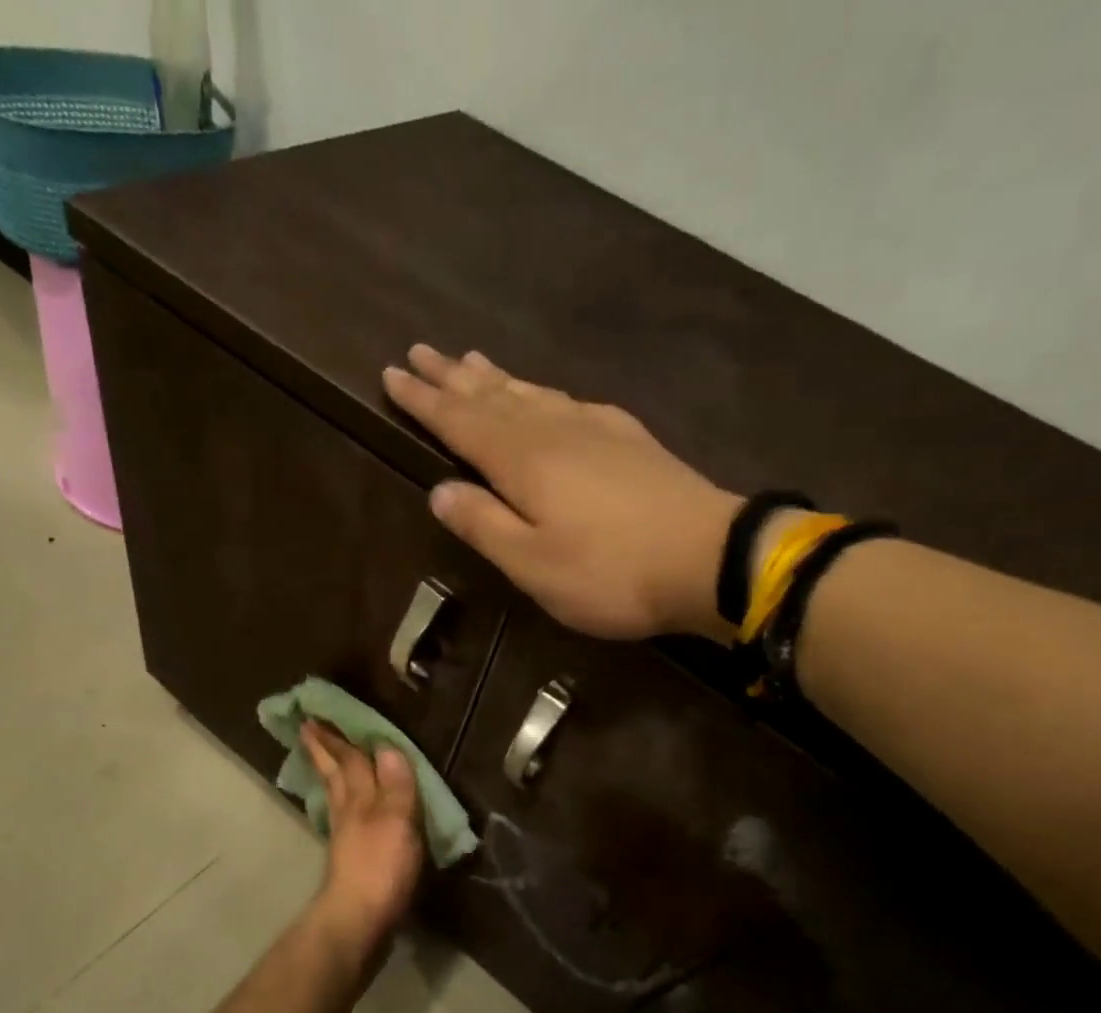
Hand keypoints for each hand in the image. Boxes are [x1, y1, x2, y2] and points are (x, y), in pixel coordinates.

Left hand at [300, 722, 424, 966]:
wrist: (357, 921)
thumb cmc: (381, 869)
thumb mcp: (397, 822)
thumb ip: (395, 785)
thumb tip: (387, 745)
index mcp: (361, 799)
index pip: (350, 760)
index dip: (337, 738)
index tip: (316, 716)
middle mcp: (348, 812)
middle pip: (336, 774)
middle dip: (324, 751)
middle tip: (307, 729)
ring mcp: (346, 837)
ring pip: (336, 795)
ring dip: (330, 773)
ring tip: (323, 760)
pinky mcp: (349, 860)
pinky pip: (343, 818)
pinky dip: (342, 803)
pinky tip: (344, 809)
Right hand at [383, 345, 740, 641]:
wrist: (708, 558)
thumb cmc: (610, 572)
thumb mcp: (533, 564)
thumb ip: (484, 525)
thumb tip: (440, 492)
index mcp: (523, 460)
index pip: (460, 421)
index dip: (424, 400)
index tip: (392, 374)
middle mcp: (554, 430)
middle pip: (493, 396)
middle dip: (453, 376)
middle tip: (421, 352)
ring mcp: (596, 429)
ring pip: (531, 393)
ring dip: (496, 377)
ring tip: (470, 359)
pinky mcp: (628, 439)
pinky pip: (568, 401)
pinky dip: (542, 392)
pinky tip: (545, 394)